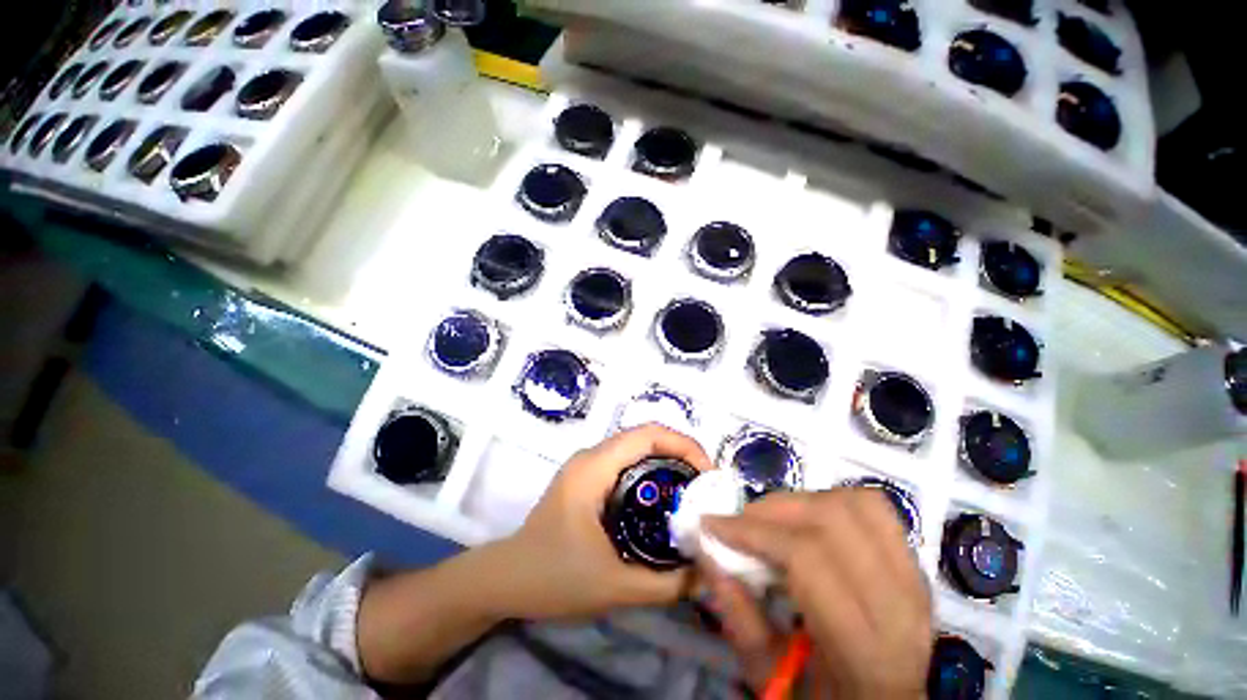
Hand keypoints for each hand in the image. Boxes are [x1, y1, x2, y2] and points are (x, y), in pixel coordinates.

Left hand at [487, 423, 713, 620]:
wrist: (505, 579)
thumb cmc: (552, 578)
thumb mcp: (614, 586)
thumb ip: (666, 584)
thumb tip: (709, 573)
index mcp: (594, 468)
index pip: (647, 434)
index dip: (683, 445)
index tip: (708, 474)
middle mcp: (592, 456)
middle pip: (645, 437)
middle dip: (681, 454)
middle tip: (706, 486)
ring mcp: (588, 465)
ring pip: (637, 449)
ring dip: (667, 462)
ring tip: (692, 492)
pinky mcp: (588, 478)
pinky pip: (627, 463)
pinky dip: (652, 472)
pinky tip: (663, 500)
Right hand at [701, 489, 932, 698]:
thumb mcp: (770, 676)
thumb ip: (737, 614)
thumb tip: (706, 551)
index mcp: (866, 649)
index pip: (806, 558)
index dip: (753, 532)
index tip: (712, 524)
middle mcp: (899, 606)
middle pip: (832, 520)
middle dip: (773, 510)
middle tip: (741, 522)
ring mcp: (914, 579)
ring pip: (856, 504)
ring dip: (802, 502)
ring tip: (773, 520)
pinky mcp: (912, 564)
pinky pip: (873, 509)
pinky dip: (832, 502)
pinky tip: (808, 520)